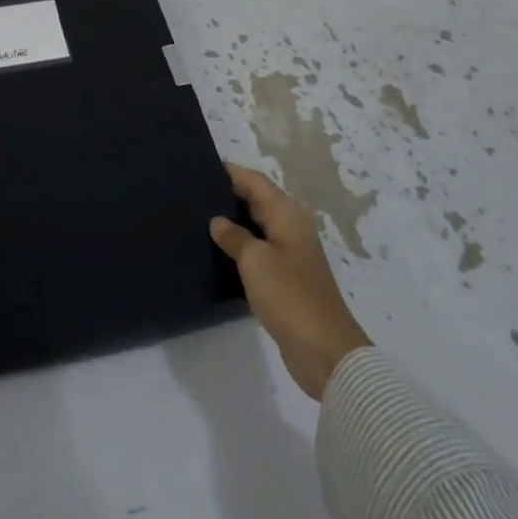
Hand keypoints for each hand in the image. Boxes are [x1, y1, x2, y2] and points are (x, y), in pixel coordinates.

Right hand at [210, 164, 371, 399]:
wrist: (325, 352)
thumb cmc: (290, 297)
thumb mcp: (256, 261)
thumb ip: (234, 236)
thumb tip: (218, 221)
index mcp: (287, 215)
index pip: (255, 181)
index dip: (230, 172)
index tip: (201, 167)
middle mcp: (291, 227)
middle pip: (257, 200)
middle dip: (229, 194)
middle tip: (192, 192)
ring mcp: (290, 254)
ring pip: (257, 226)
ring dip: (233, 221)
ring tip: (198, 218)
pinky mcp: (286, 278)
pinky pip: (259, 250)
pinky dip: (240, 245)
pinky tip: (218, 251)